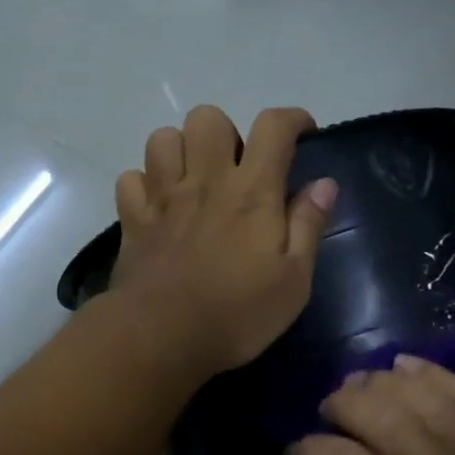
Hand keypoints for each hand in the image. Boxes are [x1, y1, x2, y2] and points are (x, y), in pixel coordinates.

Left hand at [110, 106, 336, 378]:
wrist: (163, 336)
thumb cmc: (238, 313)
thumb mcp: (294, 279)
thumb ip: (308, 226)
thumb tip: (324, 183)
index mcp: (251, 191)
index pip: (273, 127)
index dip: (292, 118)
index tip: (303, 133)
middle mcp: (205, 180)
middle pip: (208, 117)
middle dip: (226, 132)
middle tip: (237, 167)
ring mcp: (162, 197)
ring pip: (163, 139)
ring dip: (181, 150)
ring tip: (194, 180)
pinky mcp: (133, 220)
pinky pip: (130, 178)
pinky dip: (144, 184)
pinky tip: (158, 205)